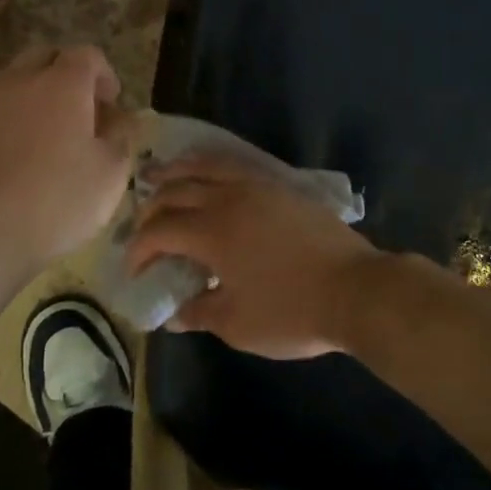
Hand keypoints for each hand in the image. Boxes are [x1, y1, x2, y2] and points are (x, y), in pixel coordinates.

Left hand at [0, 45, 137, 272]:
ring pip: (14, 84)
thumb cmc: (55, 201)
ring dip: (35, 100)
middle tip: (80, 113)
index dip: (104, 74)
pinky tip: (15, 164)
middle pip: (45, 57)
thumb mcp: (110, 174)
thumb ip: (121, 137)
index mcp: (62, 84)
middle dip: (66, 75)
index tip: (111, 104)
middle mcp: (19, 82)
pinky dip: (8, 125)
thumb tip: (118, 118)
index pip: (87, 54)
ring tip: (47, 141)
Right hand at [127, 154, 378, 358]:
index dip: (139, 248)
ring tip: (160, 176)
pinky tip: (208, 174)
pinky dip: (210, 165)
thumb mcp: (238, 324)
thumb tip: (175, 312)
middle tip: (142, 229)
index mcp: (212, 231)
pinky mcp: (280, 186)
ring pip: (206, 166)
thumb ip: (200, 313)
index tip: (134, 270)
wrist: (356, 289)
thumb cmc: (293, 312)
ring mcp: (257, 187)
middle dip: (151, 208)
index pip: (160, 230)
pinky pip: (234, 165)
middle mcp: (228, 198)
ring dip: (177, 172)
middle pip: (176, 191)